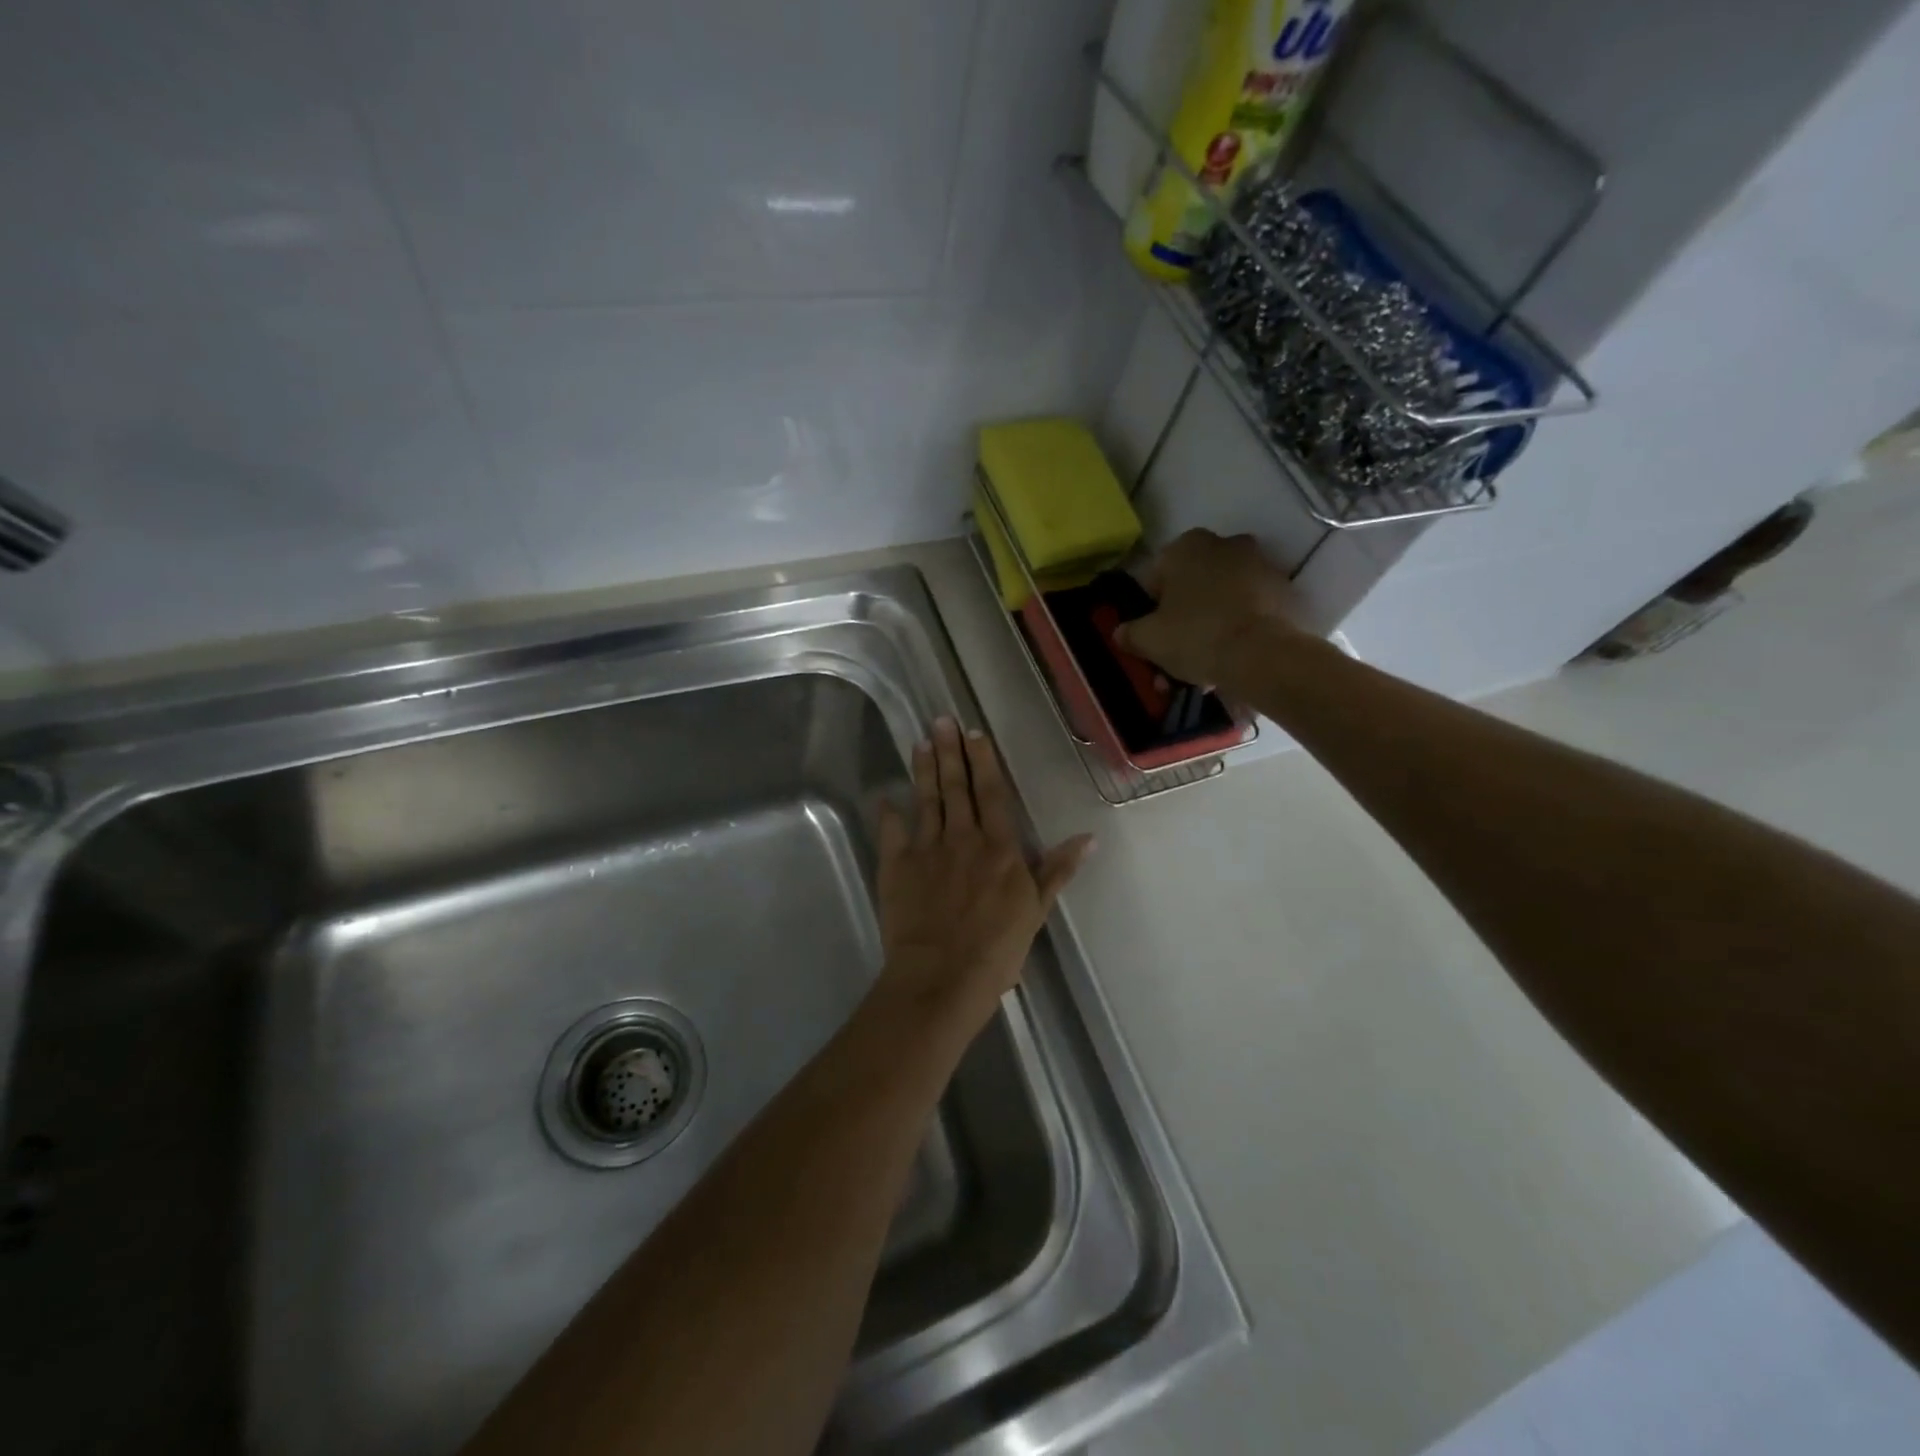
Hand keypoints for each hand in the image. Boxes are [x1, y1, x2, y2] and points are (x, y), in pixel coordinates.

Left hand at [875, 718, 1092, 1034]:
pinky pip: (891, 832)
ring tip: (921, 741)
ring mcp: (926, 850)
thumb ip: (1058, 870)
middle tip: (942, 720)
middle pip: (956, 787)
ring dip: (923, 769)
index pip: (991, 793)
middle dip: (950, 751)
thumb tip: (1088, 837)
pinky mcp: (896, 867)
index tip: (975, 734)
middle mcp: (962, 838)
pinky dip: (888, 813)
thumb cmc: (996, 949)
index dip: (984, 762)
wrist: (941, 977)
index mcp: (998, 847)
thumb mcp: (1036, 910)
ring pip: (926, 800)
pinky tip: (884, 796)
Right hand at [1114, 530, 1307, 689]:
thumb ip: (1129, 633)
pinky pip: (1250, 610)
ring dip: (1211, 626)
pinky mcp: (1285, 591)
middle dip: (1184, 617)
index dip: (1151, 609)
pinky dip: (1239, 629)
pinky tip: (1230, 661)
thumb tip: (1120, 633)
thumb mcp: (1148, 639)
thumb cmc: (1195, 636)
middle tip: (1177, 654)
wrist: (1262, 655)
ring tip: (1204, 668)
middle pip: (1193, 585)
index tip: (1153, 635)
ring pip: (1223, 599)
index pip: (1157, 576)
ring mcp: (1260, 565)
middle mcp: (1225, 544)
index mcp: (1187, 546)